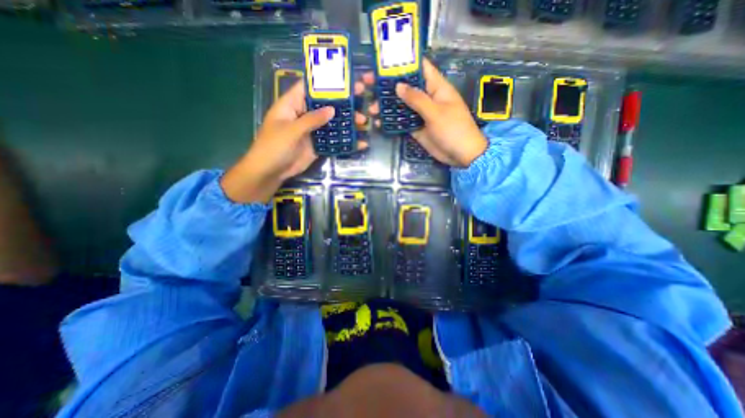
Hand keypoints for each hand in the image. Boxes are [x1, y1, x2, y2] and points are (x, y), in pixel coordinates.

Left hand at [222, 80, 370, 203]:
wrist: (271, 172)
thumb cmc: (274, 146)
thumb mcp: (291, 130)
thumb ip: (311, 119)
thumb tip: (332, 109)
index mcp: (292, 104)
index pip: (309, 87)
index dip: (325, 81)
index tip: (344, 77)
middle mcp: (304, 114)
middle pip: (325, 104)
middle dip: (342, 101)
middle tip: (361, 95)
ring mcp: (312, 131)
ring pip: (331, 122)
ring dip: (346, 122)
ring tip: (363, 121)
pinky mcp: (317, 145)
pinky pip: (333, 140)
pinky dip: (344, 141)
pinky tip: (358, 141)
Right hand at [368, 59, 489, 166]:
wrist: (460, 154)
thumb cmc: (453, 129)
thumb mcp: (435, 112)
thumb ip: (417, 99)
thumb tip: (398, 85)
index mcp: (436, 87)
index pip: (420, 67)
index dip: (404, 61)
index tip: (385, 60)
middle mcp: (427, 97)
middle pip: (406, 86)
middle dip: (388, 85)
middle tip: (368, 83)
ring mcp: (421, 113)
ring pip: (402, 105)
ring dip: (387, 105)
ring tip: (371, 108)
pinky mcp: (416, 127)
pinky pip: (402, 121)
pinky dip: (392, 121)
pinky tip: (379, 122)